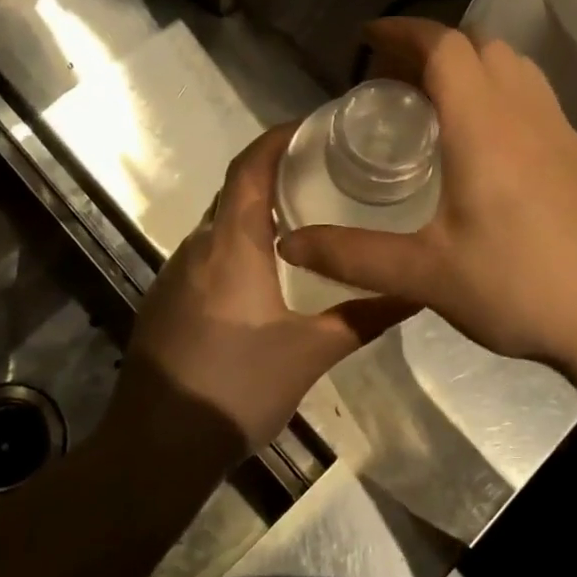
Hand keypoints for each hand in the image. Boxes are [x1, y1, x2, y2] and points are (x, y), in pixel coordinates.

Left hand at [119, 125, 413, 455]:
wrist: (156, 449)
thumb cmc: (237, 387)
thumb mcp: (312, 353)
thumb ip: (366, 317)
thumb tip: (420, 291)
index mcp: (230, 246)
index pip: (249, 168)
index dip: (277, 138)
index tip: (314, 127)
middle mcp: (198, 248)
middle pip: (234, 190)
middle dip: (274, 171)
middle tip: (325, 171)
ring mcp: (176, 276)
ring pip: (219, 224)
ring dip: (256, 210)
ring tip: (306, 215)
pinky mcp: (167, 302)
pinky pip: (207, 253)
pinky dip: (239, 242)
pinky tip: (268, 271)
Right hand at [278, 18, 576, 368]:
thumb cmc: (519, 287)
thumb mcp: (426, 275)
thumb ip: (354, 255)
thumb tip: (289, 243)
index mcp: (484, 126)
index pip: (444, 46)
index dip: (403, 31)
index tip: (368, 37)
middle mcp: (528, 114)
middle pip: (482, 47)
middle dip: (435, 49)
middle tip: (398, 81)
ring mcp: (566, 133)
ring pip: (518, 70)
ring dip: (476, 69)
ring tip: (443, 107)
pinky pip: (540, 104)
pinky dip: (507, 99)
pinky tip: (495, 152)